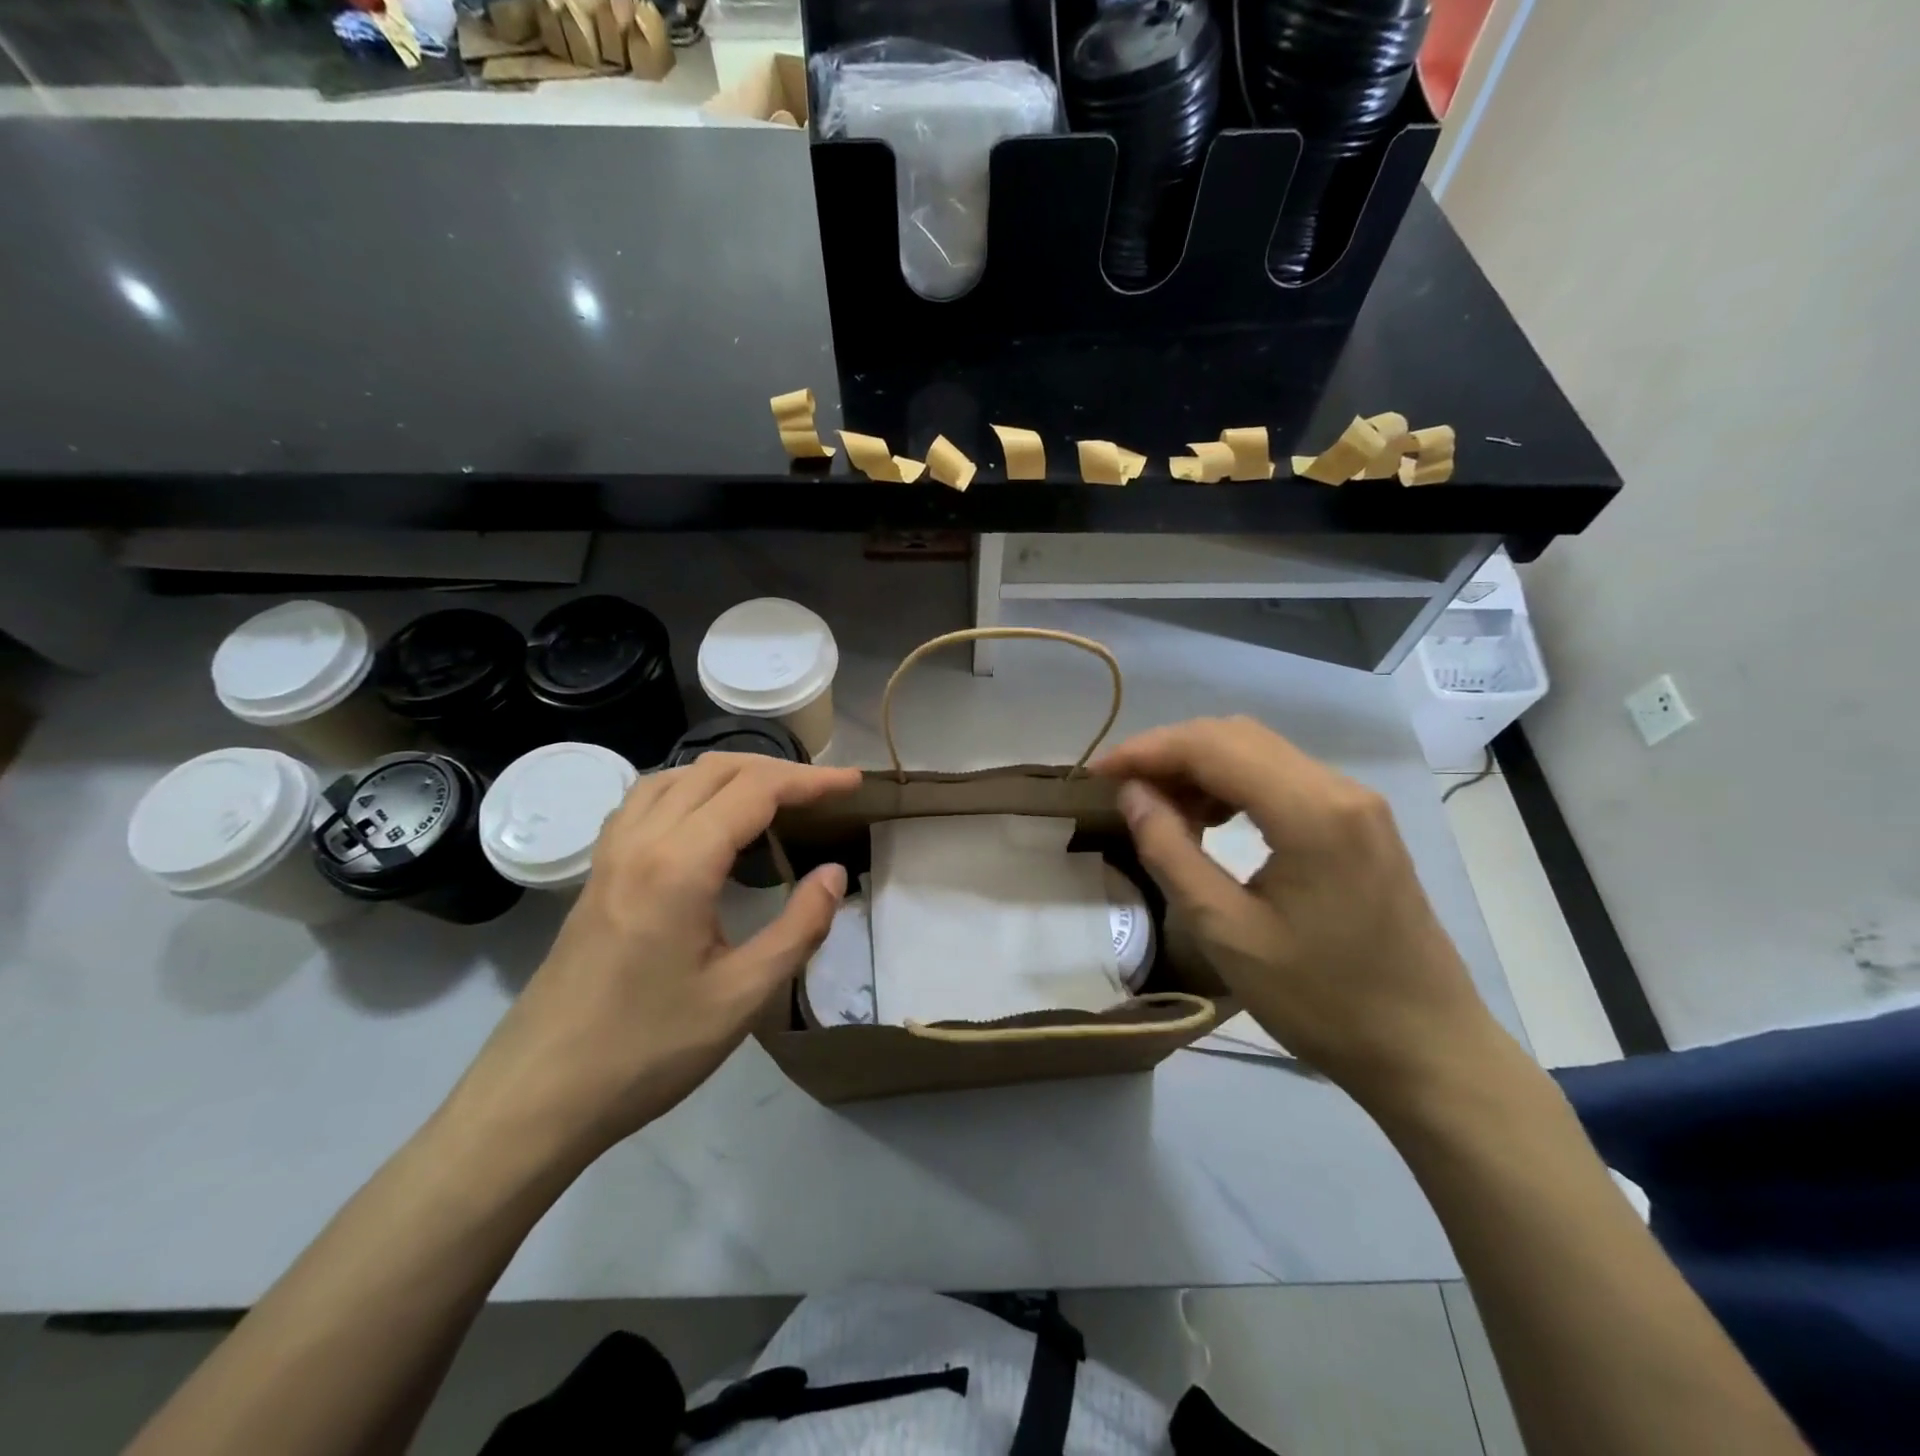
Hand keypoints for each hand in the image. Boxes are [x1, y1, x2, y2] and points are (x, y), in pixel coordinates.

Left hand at [448, 753, 860, 1165]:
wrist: (537, 1095)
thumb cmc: (647, 1050)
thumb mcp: (741, 997)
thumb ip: (799, 927)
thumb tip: (834, 874)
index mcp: (679, 865)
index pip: (755, 791)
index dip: (810, 781)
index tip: (854, 784)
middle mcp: (641, 840)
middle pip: (716, 771)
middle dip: (778, 770)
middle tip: (825, 791)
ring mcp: (611, 853)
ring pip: (676, 776)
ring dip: (732, 773)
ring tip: (774, 796)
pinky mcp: (597, 873)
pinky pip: (646, 800)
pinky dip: (690, 788)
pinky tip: (705, 819)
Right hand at [1094, 717, 1500, 1108]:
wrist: (1428, 1050)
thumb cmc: (1323, 1001)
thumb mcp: (1228, 933)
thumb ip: (1171, 852)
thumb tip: (1132, 794)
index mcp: (1311, 811)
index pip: (1212, 746)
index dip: (1147, 751)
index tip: (1098, 773)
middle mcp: (1338, 788)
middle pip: (1236, 737)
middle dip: (1170, 753)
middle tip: (1123, 791)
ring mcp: (1356, 802)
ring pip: (1260, 752)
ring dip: (1201, 767)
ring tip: (1160, 809)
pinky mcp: (1360, 822)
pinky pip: (1283, 778)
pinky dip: (1234, 785)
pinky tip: (1210, 819)